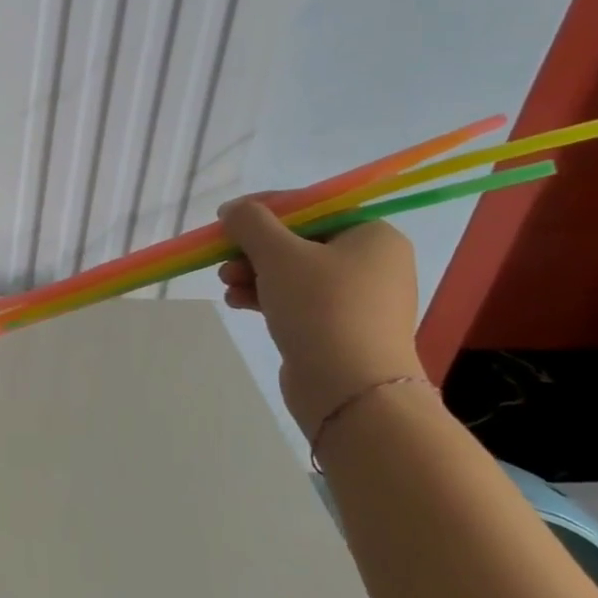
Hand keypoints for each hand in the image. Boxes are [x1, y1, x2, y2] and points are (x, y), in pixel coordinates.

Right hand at [216, 197, 425, 433]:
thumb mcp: (278, 254)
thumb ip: (251, 222)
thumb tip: (234, 210)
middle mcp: (373, 264)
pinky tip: (237, 302)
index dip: (265, 209)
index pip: (312, 207)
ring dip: (253, 273)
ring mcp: (359, 300)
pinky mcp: (341, 329)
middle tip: (223, 258)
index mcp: (372, 236)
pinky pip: (298, 301)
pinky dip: (266, 297)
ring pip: (294, 273)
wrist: (351, 390)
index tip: (227, 219)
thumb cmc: (321, 308)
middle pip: (299, 241)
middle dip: (254, 249)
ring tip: (226, 284)